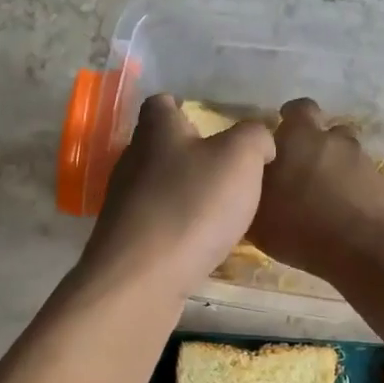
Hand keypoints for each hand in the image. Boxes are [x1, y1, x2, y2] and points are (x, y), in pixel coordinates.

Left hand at [76, 95, 275, 299]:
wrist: (142, 278)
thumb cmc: (193, 206)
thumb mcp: (240, 159)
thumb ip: (255, 137)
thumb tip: (260, 137)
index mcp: (157, 131)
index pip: (162, 104)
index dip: (185, 108)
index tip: (210, 124)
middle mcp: (133, 161)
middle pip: (158, 147)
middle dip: (188, 155)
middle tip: (225, 171)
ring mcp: (124, 203)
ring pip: (156, 188)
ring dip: (183, 194)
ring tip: (218, 211)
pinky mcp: (125, 241)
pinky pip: (155, 224)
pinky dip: (176, 228)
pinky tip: (198, 244)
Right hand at [250, 98, 383, 279]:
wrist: (361, 247)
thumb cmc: (299, 226)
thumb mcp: (257, 216)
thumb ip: (252, 189)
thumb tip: (249, 182)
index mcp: (299, 137)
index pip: (296, 110)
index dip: (290, 120)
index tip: (281, 140)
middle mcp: (332, 139)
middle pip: (325, 131)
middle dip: (314, 145)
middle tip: (301, 171)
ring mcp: (361, 160)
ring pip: (345, 155)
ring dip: (335, 167)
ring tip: (324, 195)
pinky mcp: (381, 183)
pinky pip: (361, 179)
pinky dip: (352, 190)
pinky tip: (342, 213)